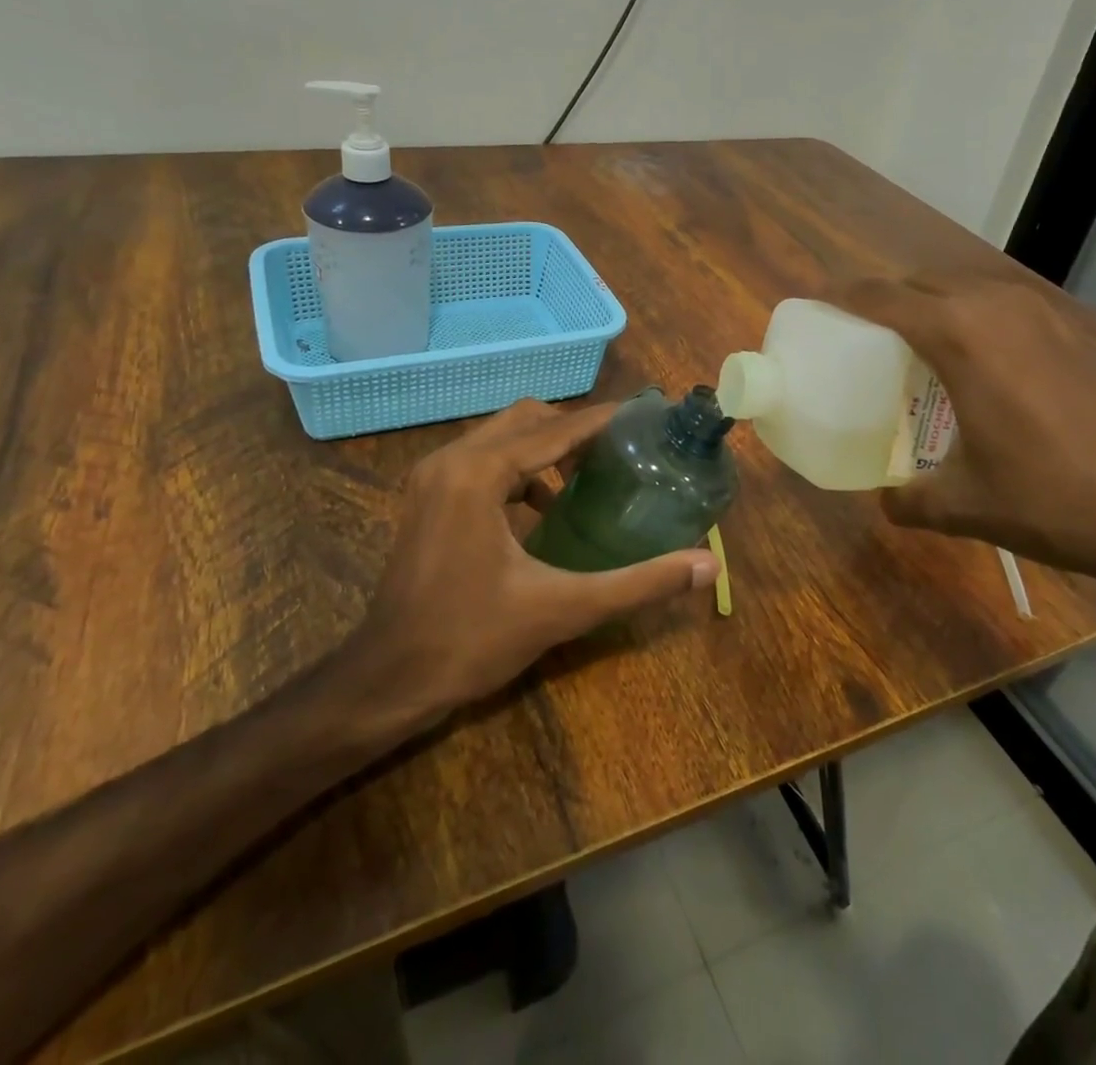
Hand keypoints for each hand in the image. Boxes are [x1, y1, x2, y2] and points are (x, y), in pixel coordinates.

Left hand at [347, 398, 719, 722]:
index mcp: (478, 473)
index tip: (646, 415)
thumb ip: (638, 584)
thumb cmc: (471, 640)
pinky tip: (545, 507)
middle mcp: (451, 460)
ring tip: (591, 474)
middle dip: (574, 429)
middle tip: (621, 450)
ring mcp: (432, 476)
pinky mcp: (426, 496)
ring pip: (501, 436)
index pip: (554, 429)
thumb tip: (708, 565)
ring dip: (546, 447)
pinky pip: (482, 460)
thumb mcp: (562, 609)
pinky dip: (518, 468)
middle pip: (526, 419)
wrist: (388, 679)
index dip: (603, 421)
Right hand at [833, 273, 1095, 615]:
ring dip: (935, 306)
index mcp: (960, 333)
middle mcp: (999, 306)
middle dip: (888, 299)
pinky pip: (1005, 308)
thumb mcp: (966, 505)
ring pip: (968, 289)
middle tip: (864, 336)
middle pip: (923, 282)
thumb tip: (887, 501)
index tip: (817, 304)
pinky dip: (977, 320)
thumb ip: (911, 499)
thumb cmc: (1054, 497)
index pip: (882, 296)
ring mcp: (1045, 313)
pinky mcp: (1077, 330)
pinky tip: (981, 367)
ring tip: (918, 348)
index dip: (843, 297)